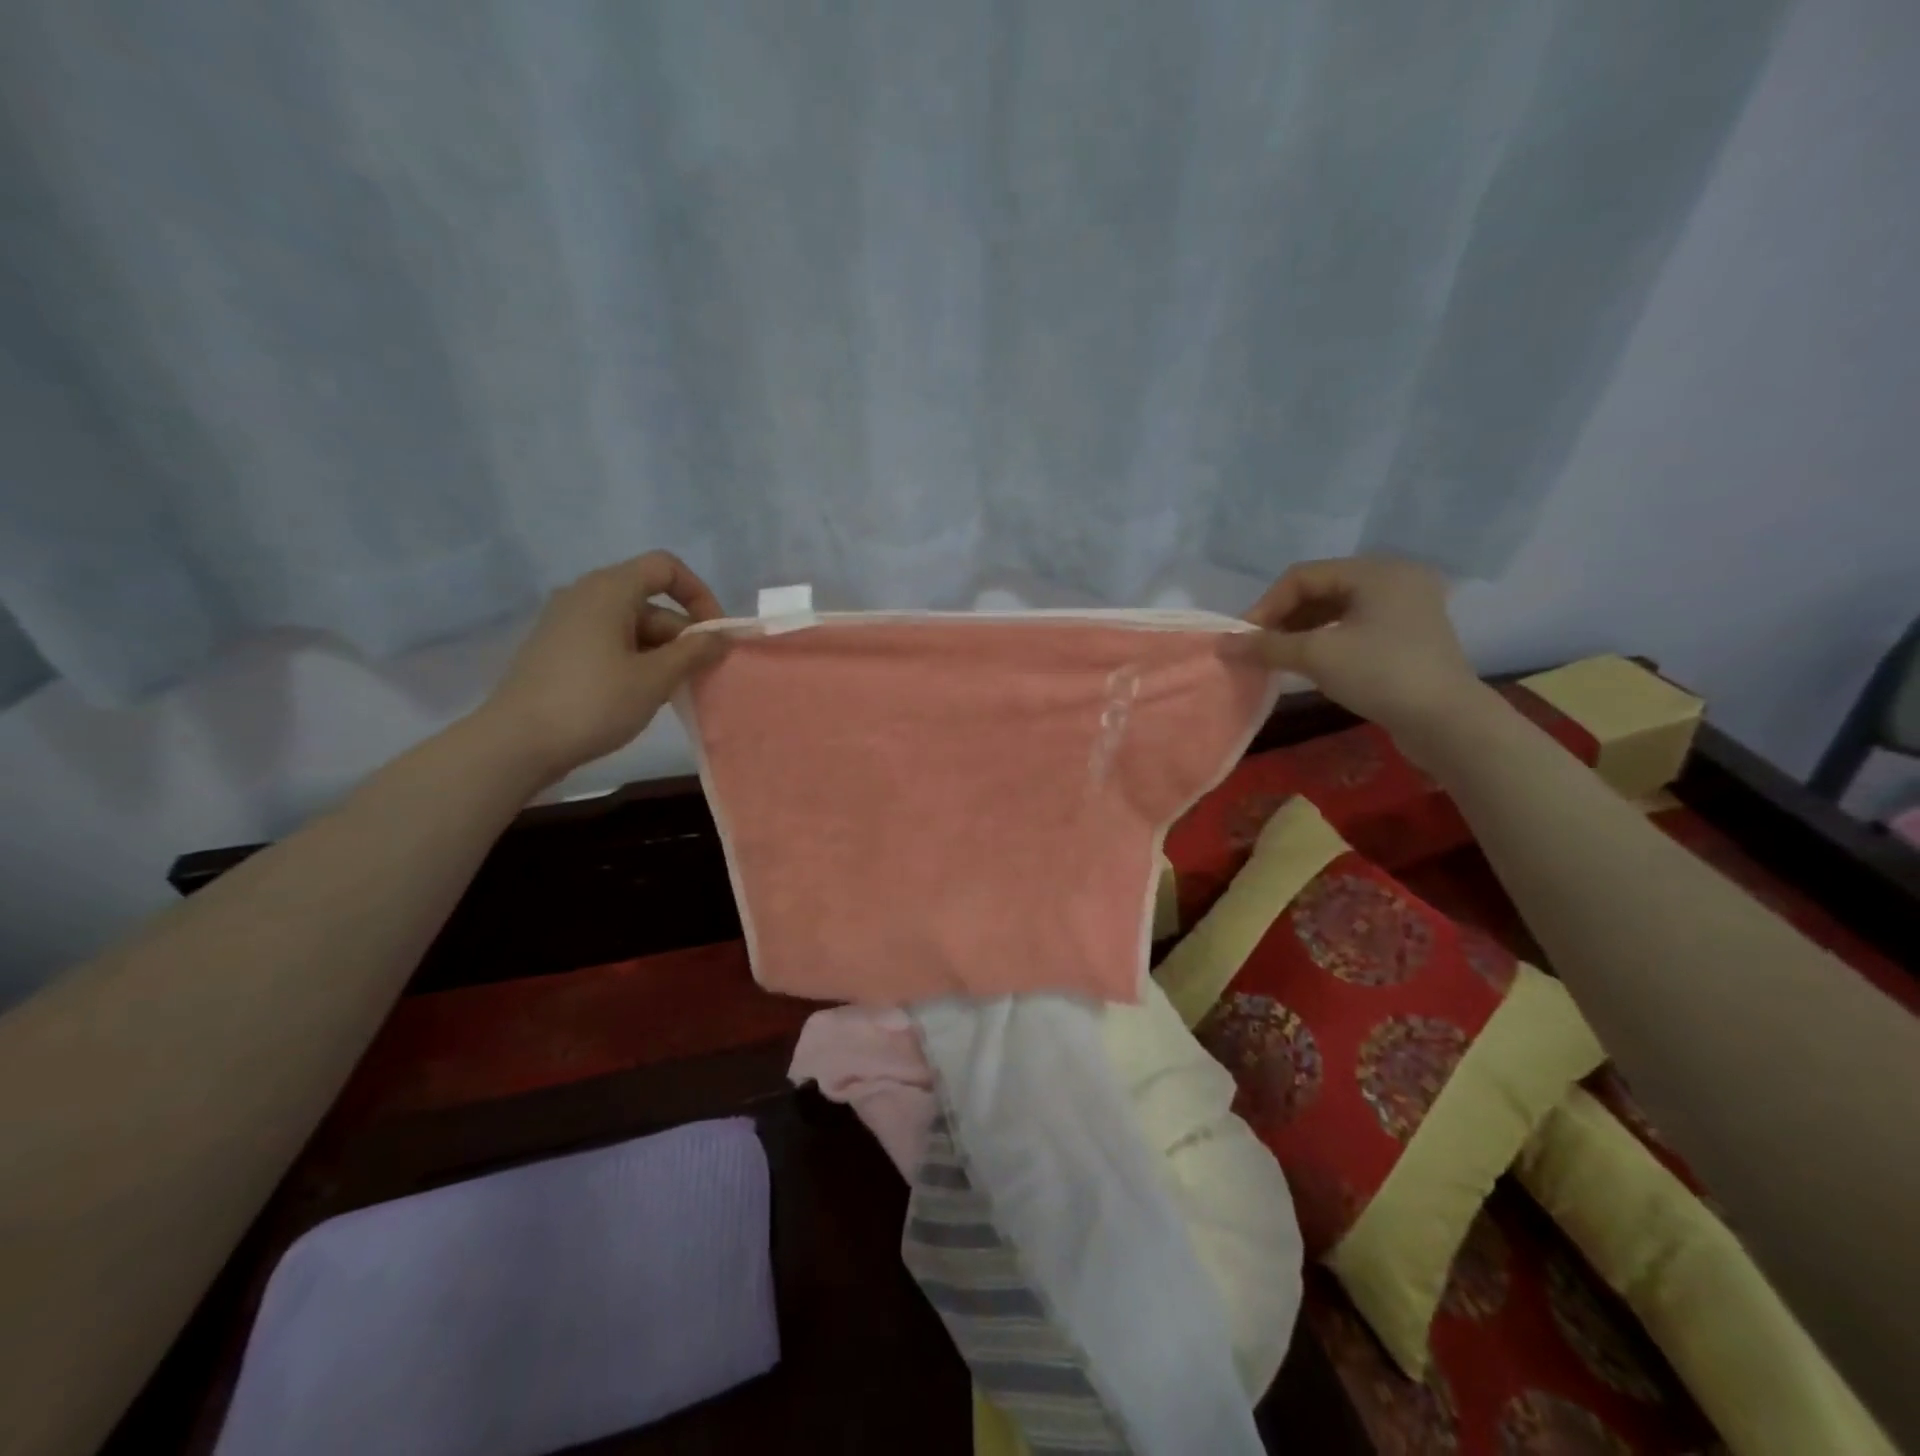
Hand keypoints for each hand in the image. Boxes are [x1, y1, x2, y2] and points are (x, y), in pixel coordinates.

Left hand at [474, 552, 727, 785]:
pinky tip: (642, 694)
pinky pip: (609, 641)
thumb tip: (720, 636)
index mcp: (609, 590)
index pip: (665, 568)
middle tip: (701, 674)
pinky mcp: (558, 649)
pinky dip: (635, 659)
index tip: (714, 635)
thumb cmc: (593, 702)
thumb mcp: (655, 679)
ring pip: (631, 625)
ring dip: (662, 651)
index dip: (699, 594)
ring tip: (675, 690)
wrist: (517, 743)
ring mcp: (567, 622)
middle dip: (683, 634)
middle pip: (650, 600)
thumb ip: (693, 652)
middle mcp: (585, 595)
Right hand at [1242, 556, 1485, 743]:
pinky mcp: (1408, 636)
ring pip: (1336, 610)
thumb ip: (1268, 645)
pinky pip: (1354, 627)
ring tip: (1277, 657)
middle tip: (1258, 648)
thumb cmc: (1380, 674)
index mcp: (1376, 571)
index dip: (1267, 605)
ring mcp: (1405, 608)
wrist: (1446, 722)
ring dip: (1301, 631)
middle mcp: (1394, 580)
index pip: (1303, 576)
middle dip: (1283, 618)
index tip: (1244, 638)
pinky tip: (1307, 663)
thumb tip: (1225, 644)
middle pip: (1320, 589)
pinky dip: (1325, 640)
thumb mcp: (1317, 655)